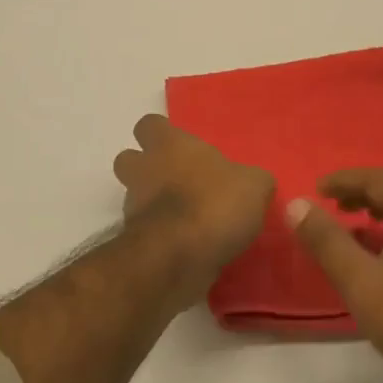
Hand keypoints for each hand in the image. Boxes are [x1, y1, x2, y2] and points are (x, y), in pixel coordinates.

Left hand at [112, 115, 273, 299]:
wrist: (178, 257)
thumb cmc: (214, 204)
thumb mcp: (254, 185)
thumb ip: (252, 179)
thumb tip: (253, 183)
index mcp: (169, 145)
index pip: (149, 125)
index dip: (162, 134)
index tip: (182, 147)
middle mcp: (143, 170)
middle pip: (129, 159)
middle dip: (147, 168)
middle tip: (179, 181)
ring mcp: (133, 207)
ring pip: (135, 197)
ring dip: (155, 205)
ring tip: (190, 219)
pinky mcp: (135, 241)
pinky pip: (147, 231)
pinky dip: (163, 235)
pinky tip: (189, 245)